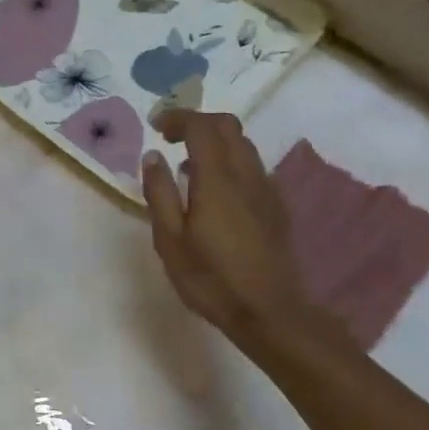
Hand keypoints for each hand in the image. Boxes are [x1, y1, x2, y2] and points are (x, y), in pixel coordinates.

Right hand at [142, 111, 309, 360]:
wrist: (268, 311)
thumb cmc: (211, 279)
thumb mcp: (170, 241)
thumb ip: (159, 194)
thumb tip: (152, 158)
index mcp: (217, 180)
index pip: (201, 127)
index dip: (177, 118)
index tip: (155, 127)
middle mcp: (246, 175)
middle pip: (228, 127)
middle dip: (198, 122)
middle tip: (170, 138)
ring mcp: (266, 190)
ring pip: (243, 145)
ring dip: (215, 142)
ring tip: (187, 166)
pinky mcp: (276, 207)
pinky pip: (252, 167)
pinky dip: (230, 162)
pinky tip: (214, 192)